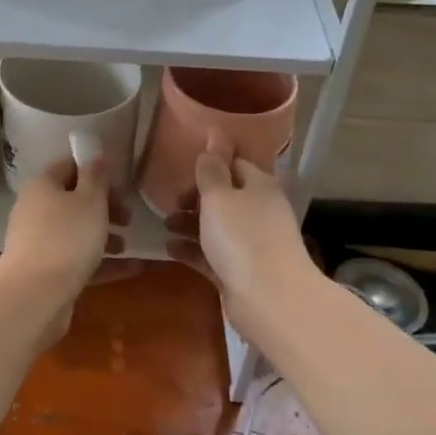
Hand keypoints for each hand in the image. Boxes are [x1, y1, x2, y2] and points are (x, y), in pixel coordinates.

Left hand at [0, 154, 127, 311]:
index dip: (97, 172)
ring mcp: (38, 242)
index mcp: (42, 186)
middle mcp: (35, 210)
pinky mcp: (45, 271)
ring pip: (75, 232)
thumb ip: (95, 176)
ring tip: (128, 247)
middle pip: (73, 200)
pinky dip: (102, 262)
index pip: (70, 167)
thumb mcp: (90, 201)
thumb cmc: (67, 238)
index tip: (121, 188)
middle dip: (104, 208)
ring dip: (104, 236)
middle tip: (128, 218)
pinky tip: (132, 269)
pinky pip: (77, 260)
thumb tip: (93, 153)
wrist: (35, 296)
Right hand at [165, 133, 314, 315]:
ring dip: (189, 224)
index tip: (183, 173)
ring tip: (165, 225)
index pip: (234, 165)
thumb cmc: (242, 238)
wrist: (270, 300)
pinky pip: (211, 254)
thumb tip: (215, 134)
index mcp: (259, 186)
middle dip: (195, 198)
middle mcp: (258, 211)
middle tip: (172, 203)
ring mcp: (250, 244)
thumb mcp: (219, 197)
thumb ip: (212, 169)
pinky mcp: (239, 271)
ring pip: (216, 226)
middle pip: (224, 197)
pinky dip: (192, 250)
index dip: (209, 165)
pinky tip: (169, 249)